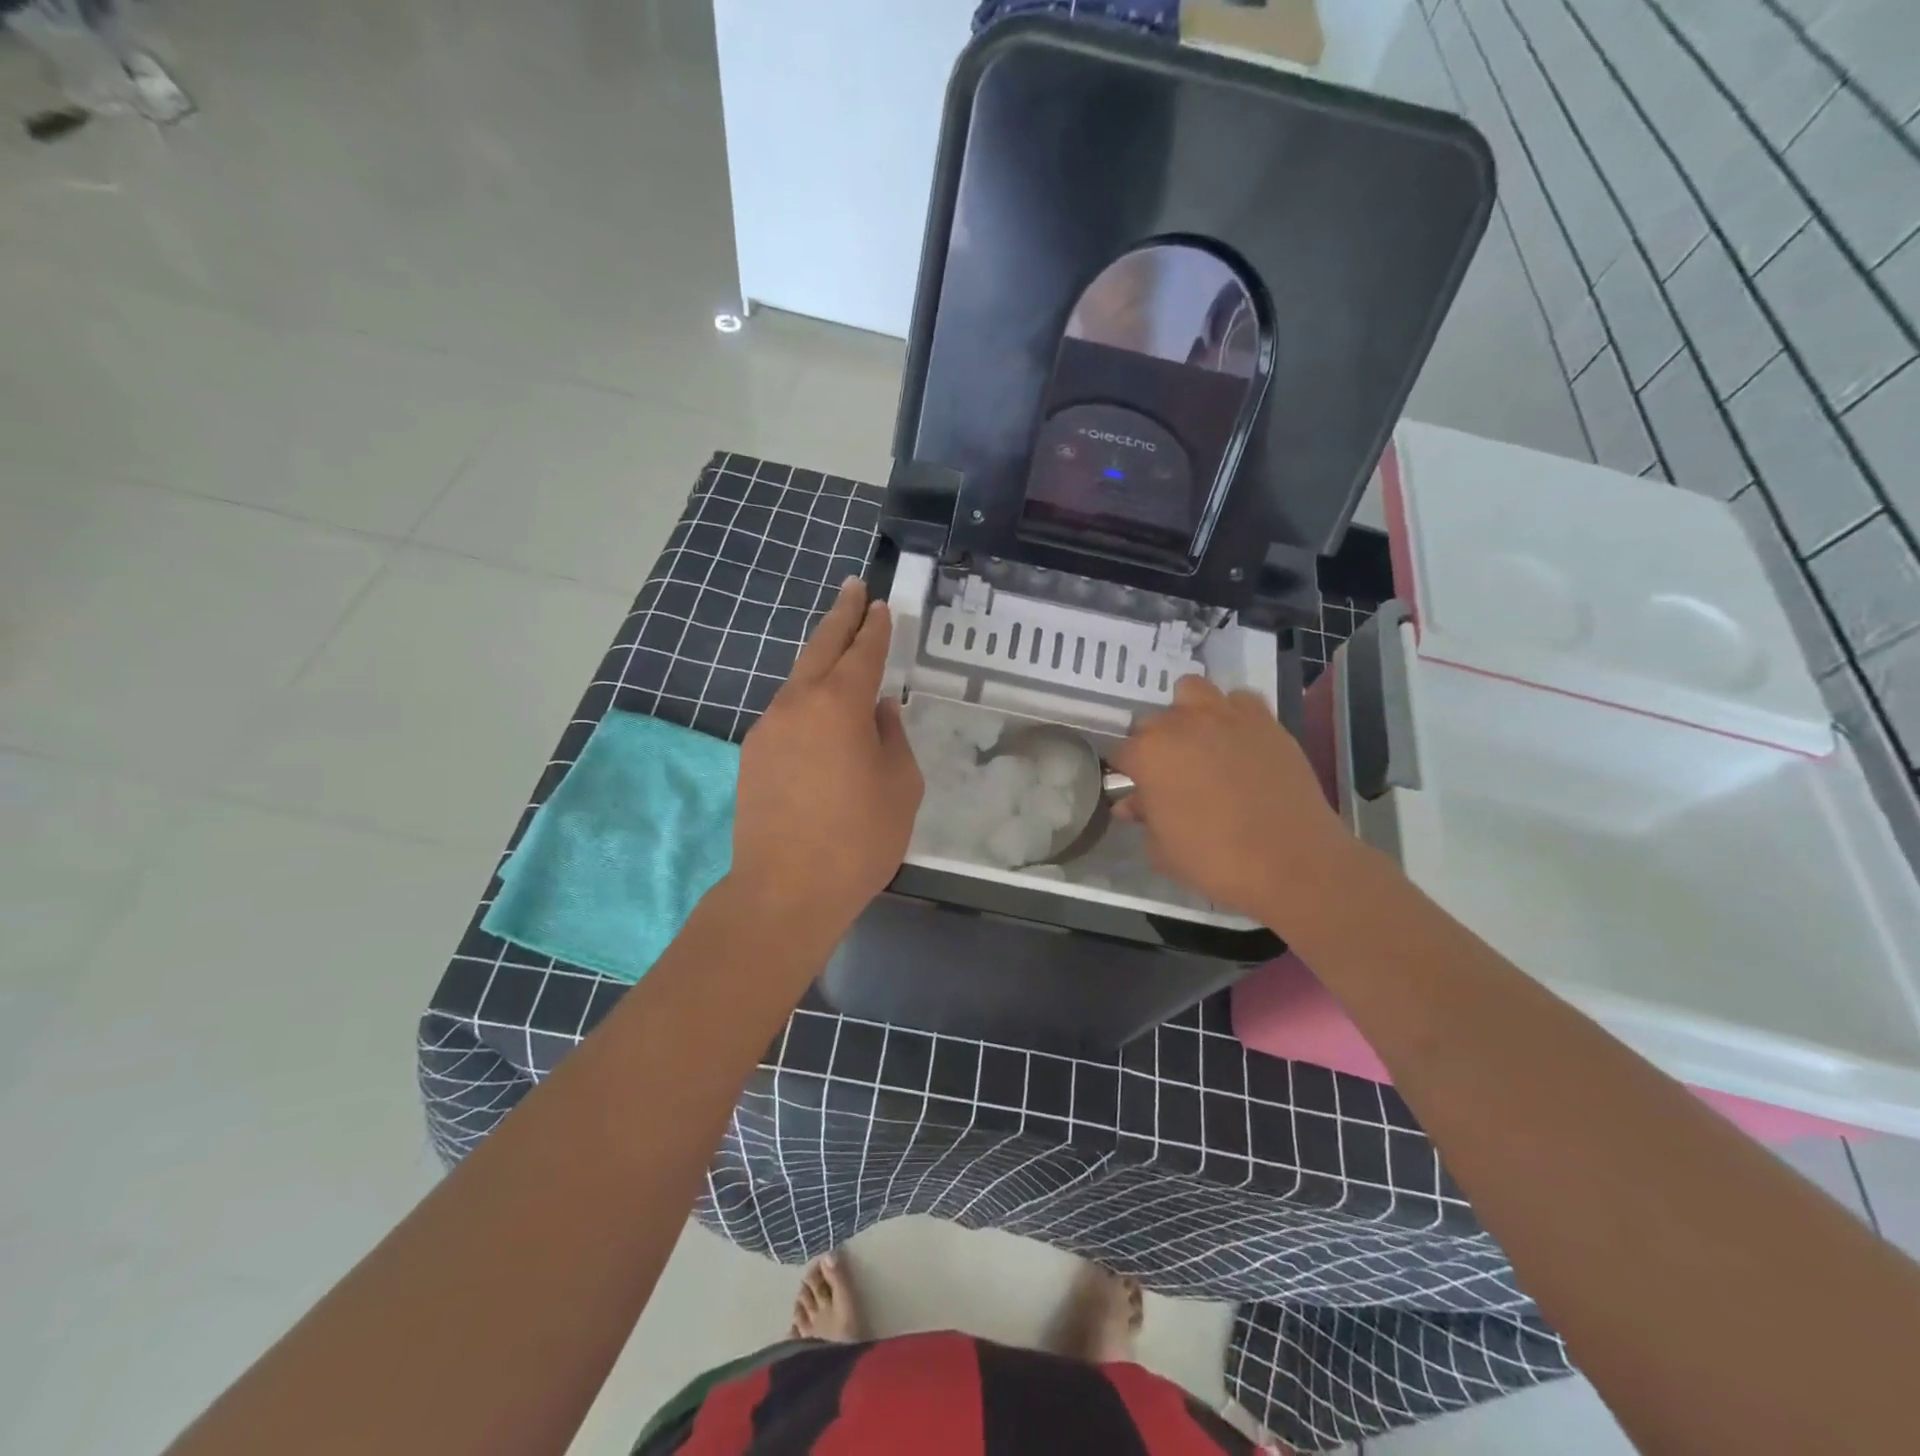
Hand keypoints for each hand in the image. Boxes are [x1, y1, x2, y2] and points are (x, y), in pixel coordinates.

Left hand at [729, 577, 923, 935]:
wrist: (784, 890)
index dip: (875, 627)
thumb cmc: (858, 838)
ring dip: (821, 661)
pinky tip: (821, 717)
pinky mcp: (753, 755)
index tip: (881, 605)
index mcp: (839, 704)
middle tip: (853, 588)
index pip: (863, 652)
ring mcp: (768, 728)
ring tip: (841, 651)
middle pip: (821, 647)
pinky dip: (807, 701)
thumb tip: (878, 712)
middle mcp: (797, 703)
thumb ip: (891, 739)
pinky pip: (787, 714)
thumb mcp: (900, 786)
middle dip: (841, 616)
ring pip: (799, 680)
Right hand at [1110, 675, 1353, 925]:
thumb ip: (1144, 817)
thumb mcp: (1163, 849)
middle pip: (1153, 722)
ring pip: (1191, 692)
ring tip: (1198, 742)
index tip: (1134, 788)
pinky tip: (1237, 740)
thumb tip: (1132, 804)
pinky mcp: (1264, 720)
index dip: (1124, 772)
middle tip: (1169, 774)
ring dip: (1187, 713)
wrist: (1293, 861)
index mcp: (1148, 754)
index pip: (1119, 753)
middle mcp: (1181, 724)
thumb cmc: (1215, 861)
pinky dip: (1232, 714)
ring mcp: (1225, 716)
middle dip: (1154, 744)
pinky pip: (1238, 701)